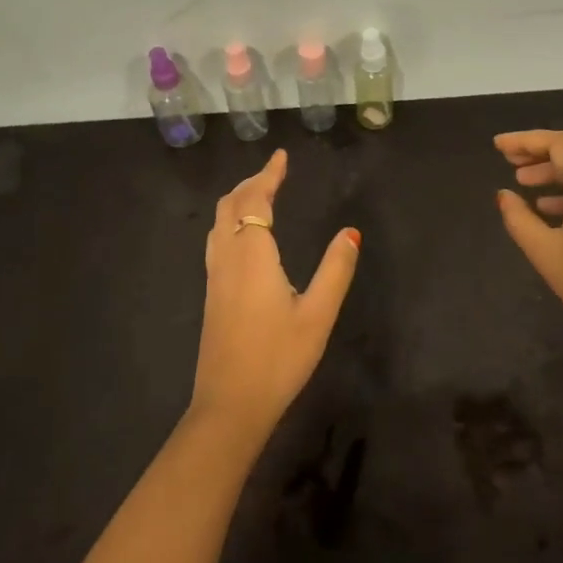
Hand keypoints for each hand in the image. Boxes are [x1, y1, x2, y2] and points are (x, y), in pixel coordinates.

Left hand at [193, 149, 360, 440]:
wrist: (230, 405)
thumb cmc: (278, 358)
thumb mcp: (318, 314)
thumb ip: (335, 270)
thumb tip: (350, 232)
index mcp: (252, 256)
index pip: (255, 201)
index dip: (268, 175)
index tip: (282, 156)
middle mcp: (228, 259)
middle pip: (230, 206)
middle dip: (251, 184)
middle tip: (275, 173)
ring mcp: (215, 278)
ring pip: (218, 224)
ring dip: (238, 201)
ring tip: (261, 196)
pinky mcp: (212, 295)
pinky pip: (217, 241)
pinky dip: (231, 222)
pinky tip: (247, 237)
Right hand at [495, 129, 562, 362]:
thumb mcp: (545, 252)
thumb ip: (519, 218)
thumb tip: (503, 194)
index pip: (560, 144)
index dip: (526, 140)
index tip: (498, 145)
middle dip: (542, 148)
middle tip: (510, 158)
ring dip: (557, 166)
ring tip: (522, 180)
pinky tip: (546, 205)